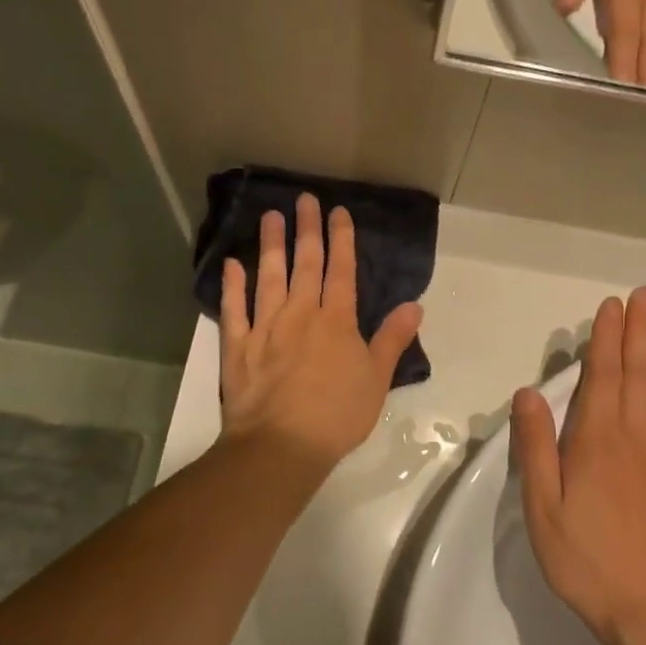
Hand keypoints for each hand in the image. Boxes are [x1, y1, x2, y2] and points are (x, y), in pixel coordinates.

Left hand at [219, 194, 422, 475]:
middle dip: (307, 230)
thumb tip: (414, 305)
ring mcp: (265, 328)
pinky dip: (232, 285)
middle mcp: (300, 314)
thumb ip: (393, 339)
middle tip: (304, 199)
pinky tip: (231, 264)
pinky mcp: (238, 347)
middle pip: (305, 264)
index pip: (341, 270)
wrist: (282, 445)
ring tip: (270, 216)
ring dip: (270, 245)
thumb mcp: (377, 379)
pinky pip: (234, 309)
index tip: (338, 211)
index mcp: (336, 321)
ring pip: (268, 277)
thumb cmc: (337, 414)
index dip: (341, 239)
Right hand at [511, 287, 645, 644]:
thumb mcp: (542, 508)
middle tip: (645, 296)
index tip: (612, 305)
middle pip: (641, 373)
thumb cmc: (587, 561)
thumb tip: (530, 393)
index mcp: (600, 439)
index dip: (608, 337)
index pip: (604, 374)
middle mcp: (640, 437)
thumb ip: (536, 447)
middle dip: (641, 331)